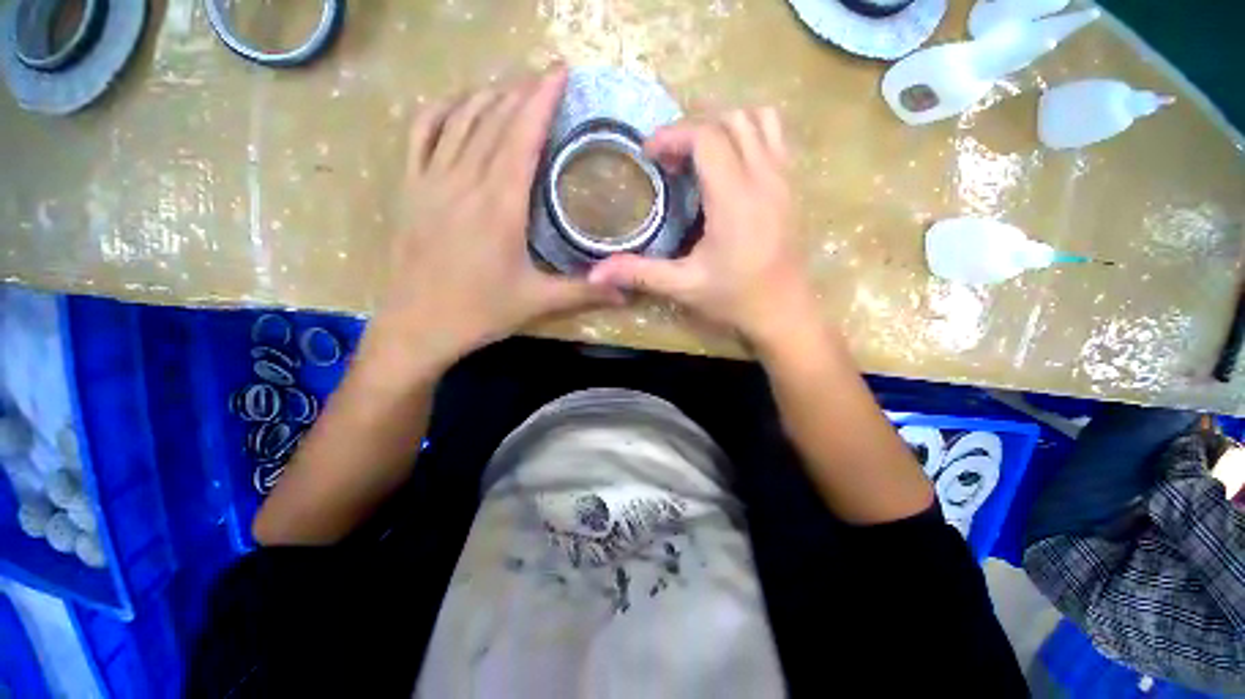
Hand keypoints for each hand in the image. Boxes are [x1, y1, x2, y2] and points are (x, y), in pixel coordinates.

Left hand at [366, 66, 617, 377]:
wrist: (419, 326)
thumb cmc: (481, 312)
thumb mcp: (538, 302)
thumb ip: (584, 292)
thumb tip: (627, 291)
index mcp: (500, 207)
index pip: (522, 138)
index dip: (541, 100)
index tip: (559, 72)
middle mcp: (464, 183)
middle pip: (494, 121)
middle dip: (521, 91)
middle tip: (545, 77)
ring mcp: (431, 181)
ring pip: (460, 120)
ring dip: (488, 96)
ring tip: (512, 87)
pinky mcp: (411, 189)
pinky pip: (421, 134)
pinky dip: (441, 111)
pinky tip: (458, 105)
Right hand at [588, 109, 820, 350]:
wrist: (784, 312)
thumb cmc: (734, 299)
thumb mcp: (683, 287)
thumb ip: (640, 273)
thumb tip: (595, 274)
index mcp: (734, 200)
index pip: (707, 138)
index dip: (673, 135)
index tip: (649, 154)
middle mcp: (764, 179)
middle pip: (732, 119)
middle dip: (695, 127)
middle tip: (670, 157)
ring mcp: (784, 180)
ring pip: (759, 120)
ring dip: (725, 124)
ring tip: (699, 152)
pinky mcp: (793, 188)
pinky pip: (776, 137)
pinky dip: (749, 133)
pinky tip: (730, 163)